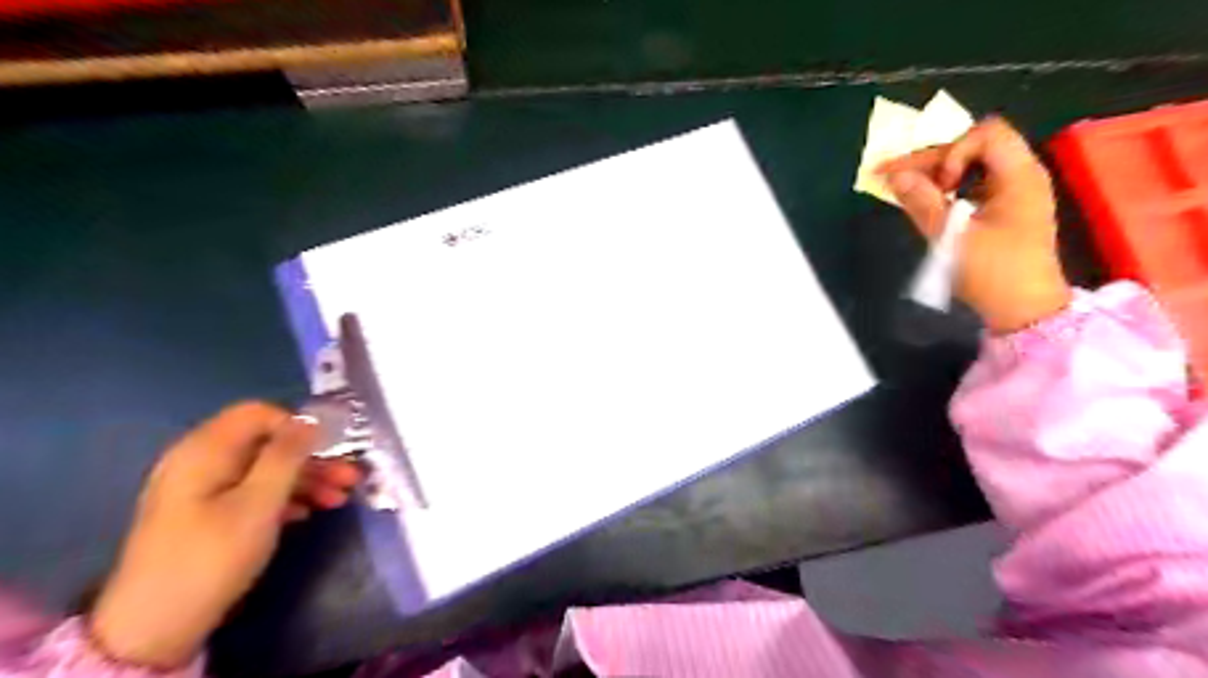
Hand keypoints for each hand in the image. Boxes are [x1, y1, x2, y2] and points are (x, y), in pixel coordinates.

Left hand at [90, 400, 360, 668]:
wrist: (155, 628)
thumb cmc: (212, 556)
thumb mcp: (259, 503)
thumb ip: (287, 455)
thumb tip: (311, 419)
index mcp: (205, 450)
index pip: (259, 414)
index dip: (298, 426)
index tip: (331, 450)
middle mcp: (200, 461)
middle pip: (266, 443)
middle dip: (312, 458)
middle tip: (349, 477)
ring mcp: (200, 489)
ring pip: (263, 469)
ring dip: (305, 480)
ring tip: (339, 499)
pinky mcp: (204, 514)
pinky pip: (251, 491)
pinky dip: (283, 498)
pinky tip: (307, 514)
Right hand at [879, 120, 1074, 336]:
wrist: (1024, 310)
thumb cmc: (993, 273)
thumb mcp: (952, 238)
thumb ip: (923, 203)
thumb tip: (895, 177)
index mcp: (1019, 176)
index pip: (986, 134)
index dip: (954, 151)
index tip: (941, 185)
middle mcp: (1020, 176)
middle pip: (973, 147)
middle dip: (931, 160)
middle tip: (891, 178)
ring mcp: (1013, 193)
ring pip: (969, 165)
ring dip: (934, 174)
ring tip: (903, 191)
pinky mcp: (1004, 210)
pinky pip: (971, 185)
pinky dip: (945, 189)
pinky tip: (924, 202)